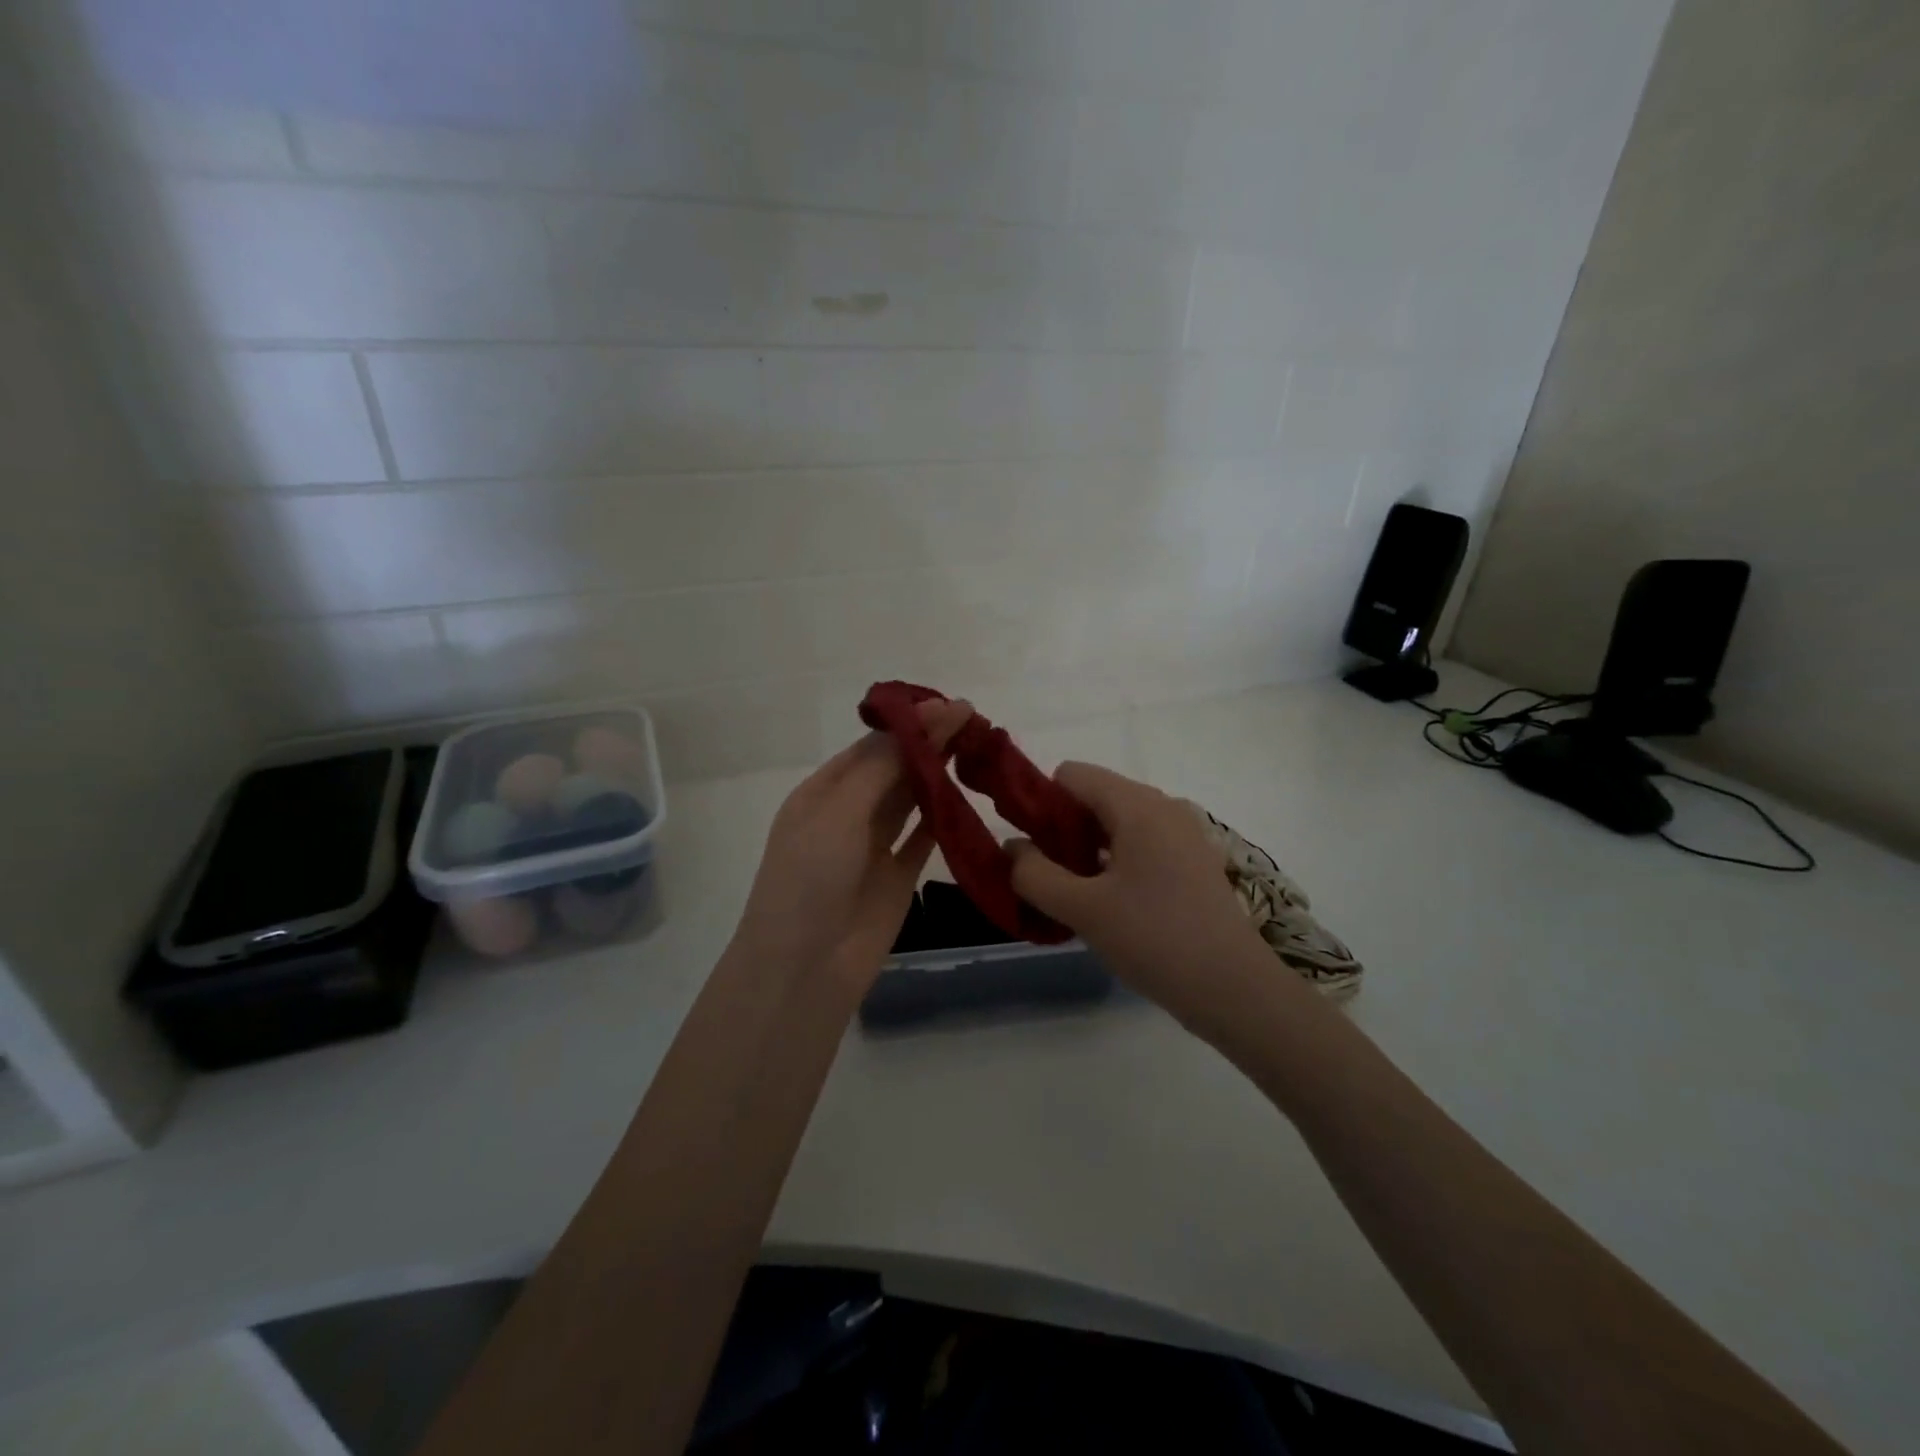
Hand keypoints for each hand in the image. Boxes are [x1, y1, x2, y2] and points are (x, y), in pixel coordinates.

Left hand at [736, 699, 973, 992]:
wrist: (804, 967)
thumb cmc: (810, 878)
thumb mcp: (839, 812)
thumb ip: (883, 767)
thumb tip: (923, 720)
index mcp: (822, 792)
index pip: (871, 747)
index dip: (909, 725)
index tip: (951, 706)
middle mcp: (848, 813)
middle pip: (893, 769)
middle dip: (928, 743)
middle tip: (973, 719)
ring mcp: (874, 846)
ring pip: (911, 799)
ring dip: (939, 773)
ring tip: (976, 746)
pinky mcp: (899, 877)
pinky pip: (924, 837)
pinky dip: (944, 816)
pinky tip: (966, 794)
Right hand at [1006, 762, 1282, 1030]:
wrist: (1235, 990)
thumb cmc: (1155, 939)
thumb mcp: (1083, 909)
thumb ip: (1035, 874)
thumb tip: (1011, 848)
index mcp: (1138, 805)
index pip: (1071, 775)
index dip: (1039, 803)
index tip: (1027, 848)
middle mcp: (1162, 807)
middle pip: (1093, 797)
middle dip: (1061, 831)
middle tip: (1047, 878)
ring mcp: (1182, 834)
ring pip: (1115, 824)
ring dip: (1085, 851)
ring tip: (1072, 896)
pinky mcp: (1191, 862)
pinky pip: (1139, 845)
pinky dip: (1113, 863)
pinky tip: (1106, 905)